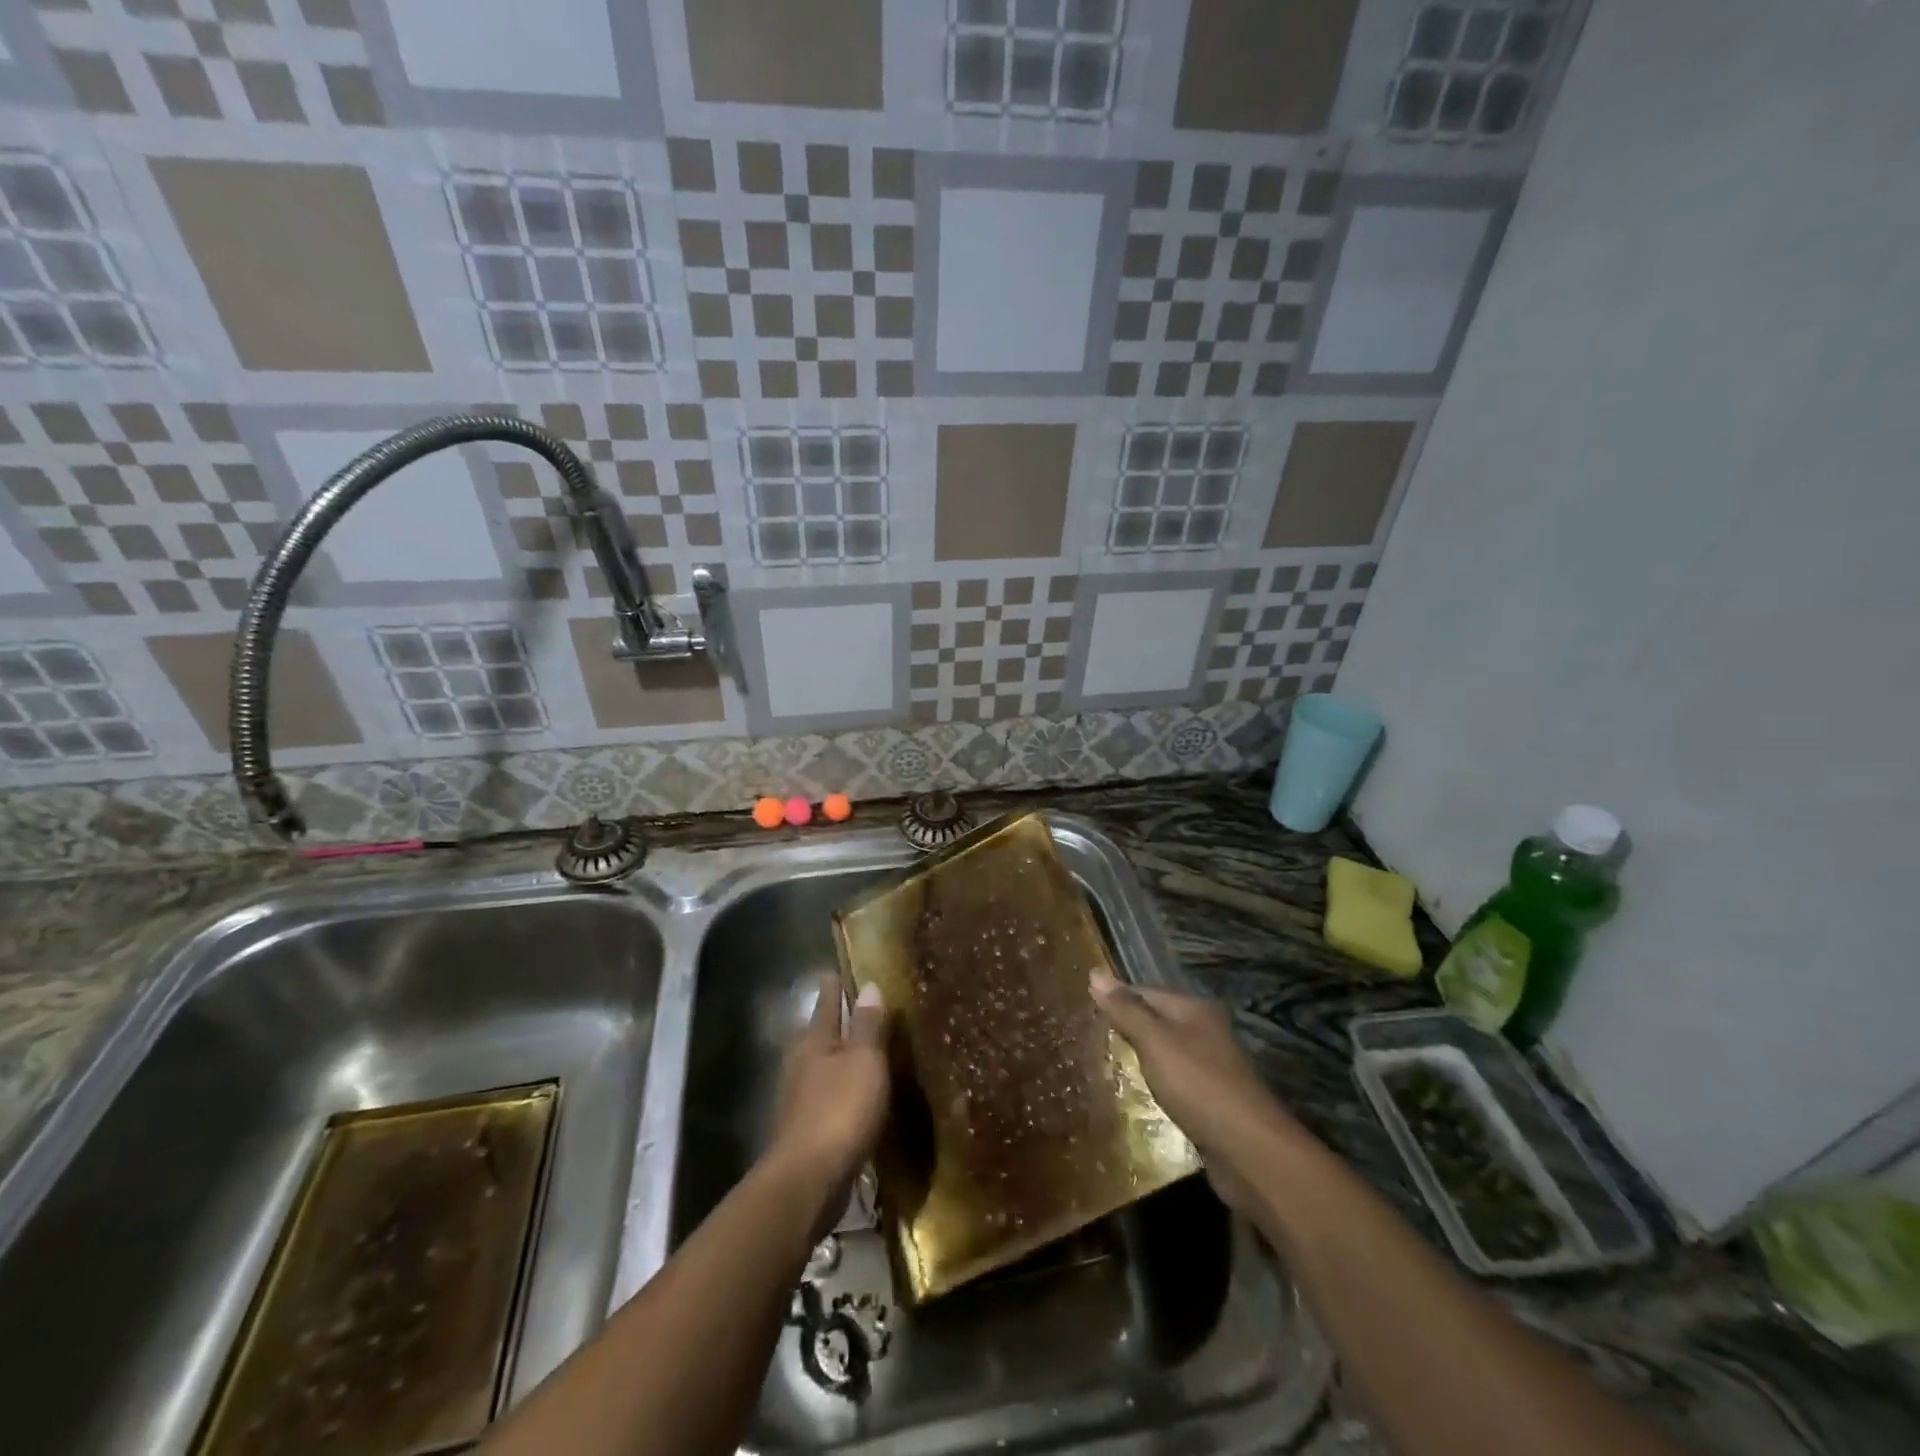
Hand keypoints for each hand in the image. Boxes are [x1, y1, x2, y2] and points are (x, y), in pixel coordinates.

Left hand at [767, 973, 890, 1201]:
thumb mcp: (864, 1061)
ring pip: (823, 1065)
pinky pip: (829, 1096)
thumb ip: (868, 1025)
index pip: (826, 1001)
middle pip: (820, 1033)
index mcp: (814, 1040)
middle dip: (838, 1021)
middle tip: (864, 1008)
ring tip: (867, 1051)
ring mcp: (800, 1098)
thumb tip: (869, 985)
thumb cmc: (839, 1110)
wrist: (808, 1181)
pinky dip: (843, 1089)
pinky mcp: (807, 1129)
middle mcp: (801, 1063)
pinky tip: (859, 1096)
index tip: (840, 969)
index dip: (835, 984)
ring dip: (842, 1057)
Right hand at [1090, 971, 1318, 1212]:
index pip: (1145, 992)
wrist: (1250, 1152)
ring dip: (1141, 1059)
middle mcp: (1206, 1031)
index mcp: (1195, 1009)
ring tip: (1105, 1066)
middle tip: (1089, 1038)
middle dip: (1127, 1028)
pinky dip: (1156, 1085)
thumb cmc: (1199, 1086)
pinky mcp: (1212, 1101)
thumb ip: (1126, 1010)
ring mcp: (1212, 1067)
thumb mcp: (1155, 1042)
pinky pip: (1175, 1082)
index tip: (1083, 1010)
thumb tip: (1094, 973)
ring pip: (1166, 1053)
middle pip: (1156, 1021)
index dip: (1116, 999)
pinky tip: (1138, 1094)